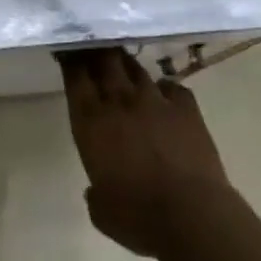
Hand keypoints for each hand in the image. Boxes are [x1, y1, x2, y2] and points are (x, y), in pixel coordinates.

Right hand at [57, 46, 228, 258]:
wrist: (192, 216)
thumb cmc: (137, 217)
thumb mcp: (101, 210)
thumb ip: (96, 191)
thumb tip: (98, 190)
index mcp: (90, 121)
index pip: (75, 76)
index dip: (70, 60)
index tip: (68, 50)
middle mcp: (119, 102)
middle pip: (104, 61)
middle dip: (97, 50)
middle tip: (93, 43)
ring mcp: (155, 101)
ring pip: (136, 68)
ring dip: (126, 64)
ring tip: (122, 61)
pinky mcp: (187, 109)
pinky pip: (173, 87)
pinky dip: (165, 88)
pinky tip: (163, 93)